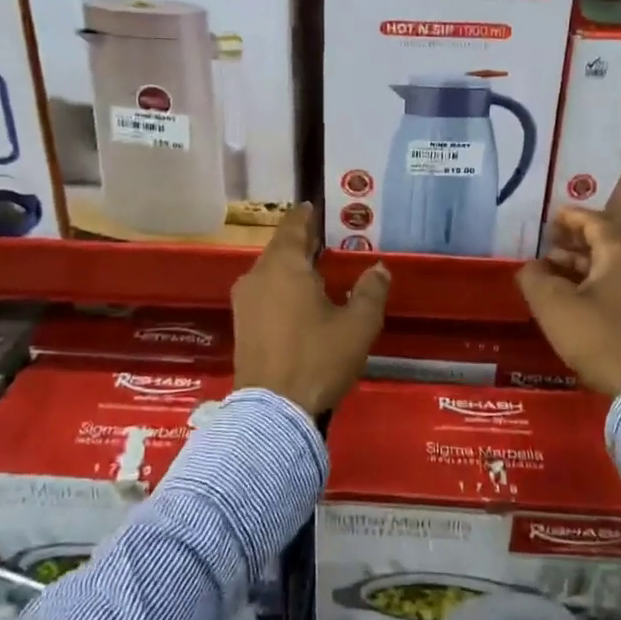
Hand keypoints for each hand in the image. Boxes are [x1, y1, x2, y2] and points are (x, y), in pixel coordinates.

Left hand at [231, 203, 390, 417]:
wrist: (272, 413)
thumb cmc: (317, 359)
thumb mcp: (357, 325)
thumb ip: (370, 291)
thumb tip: (379, 269)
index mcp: (284, 265)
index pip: (294, 225)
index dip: (307, 214)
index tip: (317, 206)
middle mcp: (258, 275)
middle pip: (281, 248)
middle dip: (304, 242)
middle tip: (329, 239)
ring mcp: (245, 302)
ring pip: (271, 272)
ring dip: (293, 267)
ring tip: (319, 269)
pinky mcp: (241, 326)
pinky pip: (265, 293)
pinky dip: (283, 288)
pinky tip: (302, 301)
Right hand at [515, 208, 620, 396]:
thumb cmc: (597, 336)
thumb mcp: (554, 304)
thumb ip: (535, 278)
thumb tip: (530, 267)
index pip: (596, 223)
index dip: (572, 217)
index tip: (552, 216)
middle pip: (604, 246)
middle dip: (573, 244)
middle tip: (547, 245)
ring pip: (609, 271)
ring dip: (579, 268)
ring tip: (551, 275)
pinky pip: (614, 290)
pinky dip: (590, 287)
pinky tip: (571, 302)